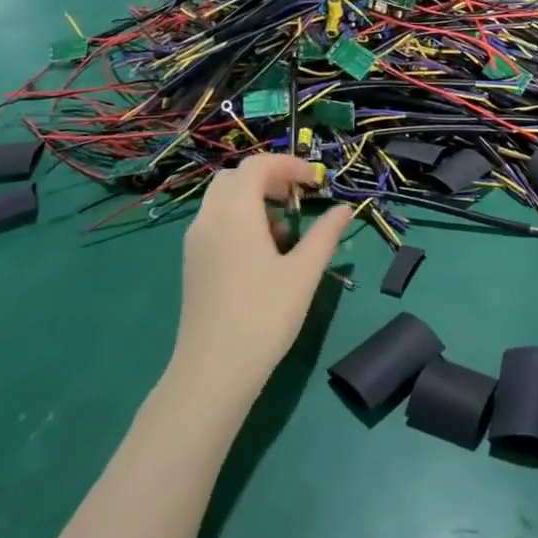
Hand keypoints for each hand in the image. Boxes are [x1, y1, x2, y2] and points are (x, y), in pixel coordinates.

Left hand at [169, 155, 353, 408]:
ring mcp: (196, 242)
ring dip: (254, 199)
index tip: (316, 182)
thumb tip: (344, 209)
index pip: (258, 165)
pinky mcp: (193, 264)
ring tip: (286, 231)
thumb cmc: (264, 315)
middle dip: (269, 178)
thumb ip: (325, 234)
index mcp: (235, 212)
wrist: (213, 372)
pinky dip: (240, 219)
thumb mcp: (304, 272)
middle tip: (299, 197)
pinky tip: (263, 253)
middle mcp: (209, 219)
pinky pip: (216, 222)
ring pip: (223, 200)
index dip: (290, 165)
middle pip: (235, 177)